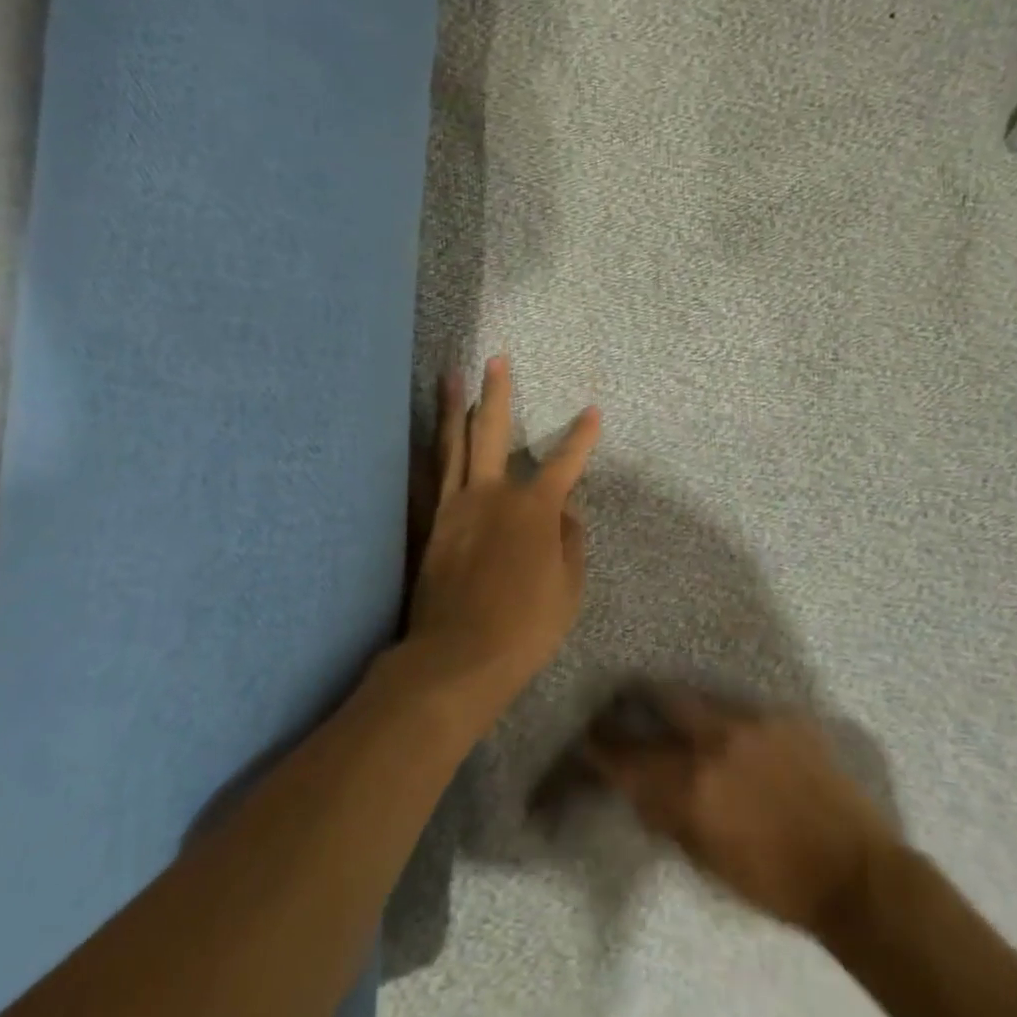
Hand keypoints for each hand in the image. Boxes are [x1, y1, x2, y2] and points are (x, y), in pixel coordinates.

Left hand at [407, 356, 600, 722]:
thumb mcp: (568, 588)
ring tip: (450, 376)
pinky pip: (429, 480)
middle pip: (491, 431)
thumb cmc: (526, 626)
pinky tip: (424, 440)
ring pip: (452, 445)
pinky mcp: (430, 526)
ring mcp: (454, 508)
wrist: (458, 656)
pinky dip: (428, 454)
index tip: (592, 411)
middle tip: (494, 360)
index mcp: (533, 509)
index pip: (564, 463)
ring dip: (452, 408)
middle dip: (496, 393)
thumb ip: (570, 542)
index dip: (581, 437)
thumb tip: (566, 513)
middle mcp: (491, 495)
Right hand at [584, 685, 894, 934]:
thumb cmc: (776, 884)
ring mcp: (752, 721)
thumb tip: (641, 788)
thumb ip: (669, 816)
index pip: (629, 757)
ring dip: (684, 707)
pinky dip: (729, 721)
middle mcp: (715, 741)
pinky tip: (739, 738)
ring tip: (682, 715)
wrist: (855, 874)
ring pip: (700, 698)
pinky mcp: (783, 715)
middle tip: (626, 700)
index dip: (601, 746)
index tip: (588, 737)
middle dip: (636, 698)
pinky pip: (742, 709)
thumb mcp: (708, 862)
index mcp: (692, 786)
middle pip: (660, 698)